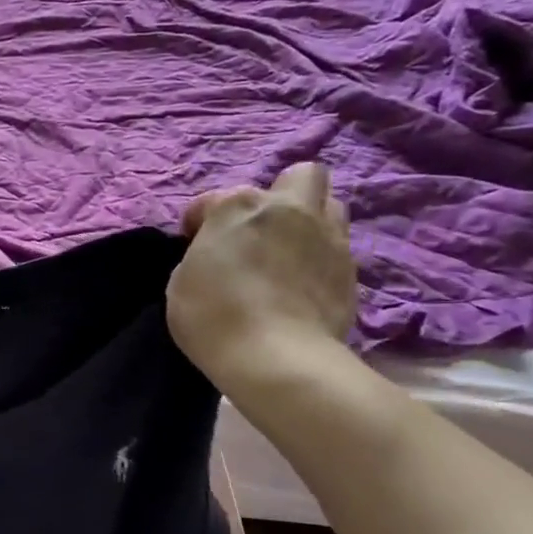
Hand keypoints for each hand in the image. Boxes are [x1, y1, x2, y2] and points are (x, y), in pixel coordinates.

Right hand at [166, 163, 356, 386]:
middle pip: (299, 176)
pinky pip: (337, 248)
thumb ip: (202, 254)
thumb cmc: (213, 316)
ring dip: (309, 220)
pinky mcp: (351, 270)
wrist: (275, 357)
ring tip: (289, 251)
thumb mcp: (181, 282)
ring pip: (330, 205)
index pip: (211, 200)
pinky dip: (320, 258)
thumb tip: (219, 254)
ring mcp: (327, 236)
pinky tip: (303, 284)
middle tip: (260, 229)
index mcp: (238, 206)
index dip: (198, 222)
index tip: (194, 245)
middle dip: (280, 195)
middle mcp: (289, 209)